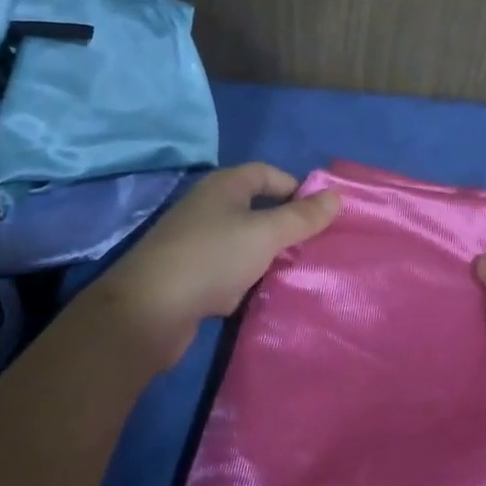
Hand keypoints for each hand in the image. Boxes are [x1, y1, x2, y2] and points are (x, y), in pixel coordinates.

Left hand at [88, 163, 340, 366]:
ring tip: (297, 272)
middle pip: (256, 208)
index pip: (266, 173)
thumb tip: (336, 195)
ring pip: (243, 243)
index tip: (321, 214)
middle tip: (316, 246)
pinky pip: (228, 271)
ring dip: (267, 256)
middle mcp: (207, 208)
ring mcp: (195, 243)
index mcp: (223, 187)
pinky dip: (246, 280)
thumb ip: (302, 217)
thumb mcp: (265, 234)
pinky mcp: (189, 277)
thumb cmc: (212, 258)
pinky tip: (263, 296)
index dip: (295, 188)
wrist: (148, 311)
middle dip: (286, 226)